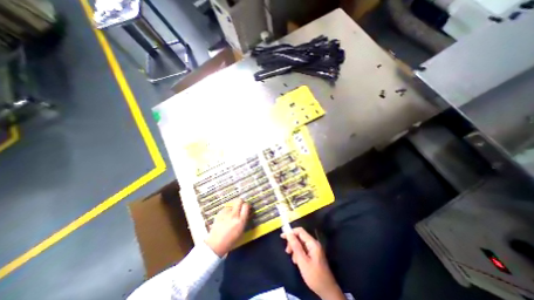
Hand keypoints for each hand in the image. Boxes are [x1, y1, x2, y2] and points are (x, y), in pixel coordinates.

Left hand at [205, 200, 249, 256]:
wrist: (216, 244)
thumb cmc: (231, 240)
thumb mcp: (241, 231)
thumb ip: (244, 219)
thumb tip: (247, 211)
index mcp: (240, 220)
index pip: (246, 206)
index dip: (247, 205)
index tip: (247, 207)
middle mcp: (234, 215)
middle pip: (239, 200)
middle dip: (241, 202)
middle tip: (241, 206)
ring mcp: (226, 213)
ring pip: (232, 203)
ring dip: (233, 207)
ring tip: (232, 213)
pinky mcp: (219, 213)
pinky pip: (226, 208)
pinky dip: (227, 210)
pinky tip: (226, 216)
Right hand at [281, 228, 343, 299]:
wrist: (327, 291)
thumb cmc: (315, 276)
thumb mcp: (303, 261)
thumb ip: (296, 246)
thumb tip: (288, 234)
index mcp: (312, 243)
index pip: (300, 231)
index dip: (291, 232)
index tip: (282, 237)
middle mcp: (314, 243)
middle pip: (300, 237)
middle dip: (292, 243)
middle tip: (287, 252)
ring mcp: (314, 249)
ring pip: (301, 244)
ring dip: (295, 249)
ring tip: (294, 260)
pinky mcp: (314, 254)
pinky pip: (304, 249)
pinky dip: (299, 253)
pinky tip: (298, 262)